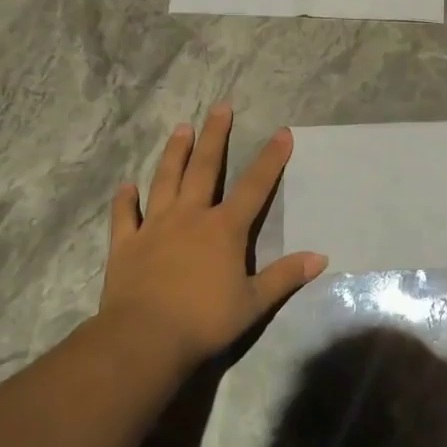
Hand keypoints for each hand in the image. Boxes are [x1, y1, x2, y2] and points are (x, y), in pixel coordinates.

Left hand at [99, 104, 326, 370]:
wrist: (144, 338)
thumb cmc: (204, 320)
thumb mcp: (254, 302)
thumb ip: (285, 276)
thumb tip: (321, 257)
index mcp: (224, 229)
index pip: (254, 186)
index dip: (270, 159)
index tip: (282, 132)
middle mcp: (190, 217)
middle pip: (205, 169)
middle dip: (215, 136)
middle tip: (220, 107)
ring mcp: (155, 227)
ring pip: (165, 180)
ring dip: (174, 153)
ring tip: (181, 128)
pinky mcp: (126, 244)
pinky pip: (125, 216)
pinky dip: (126, 200)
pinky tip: (127, 185)